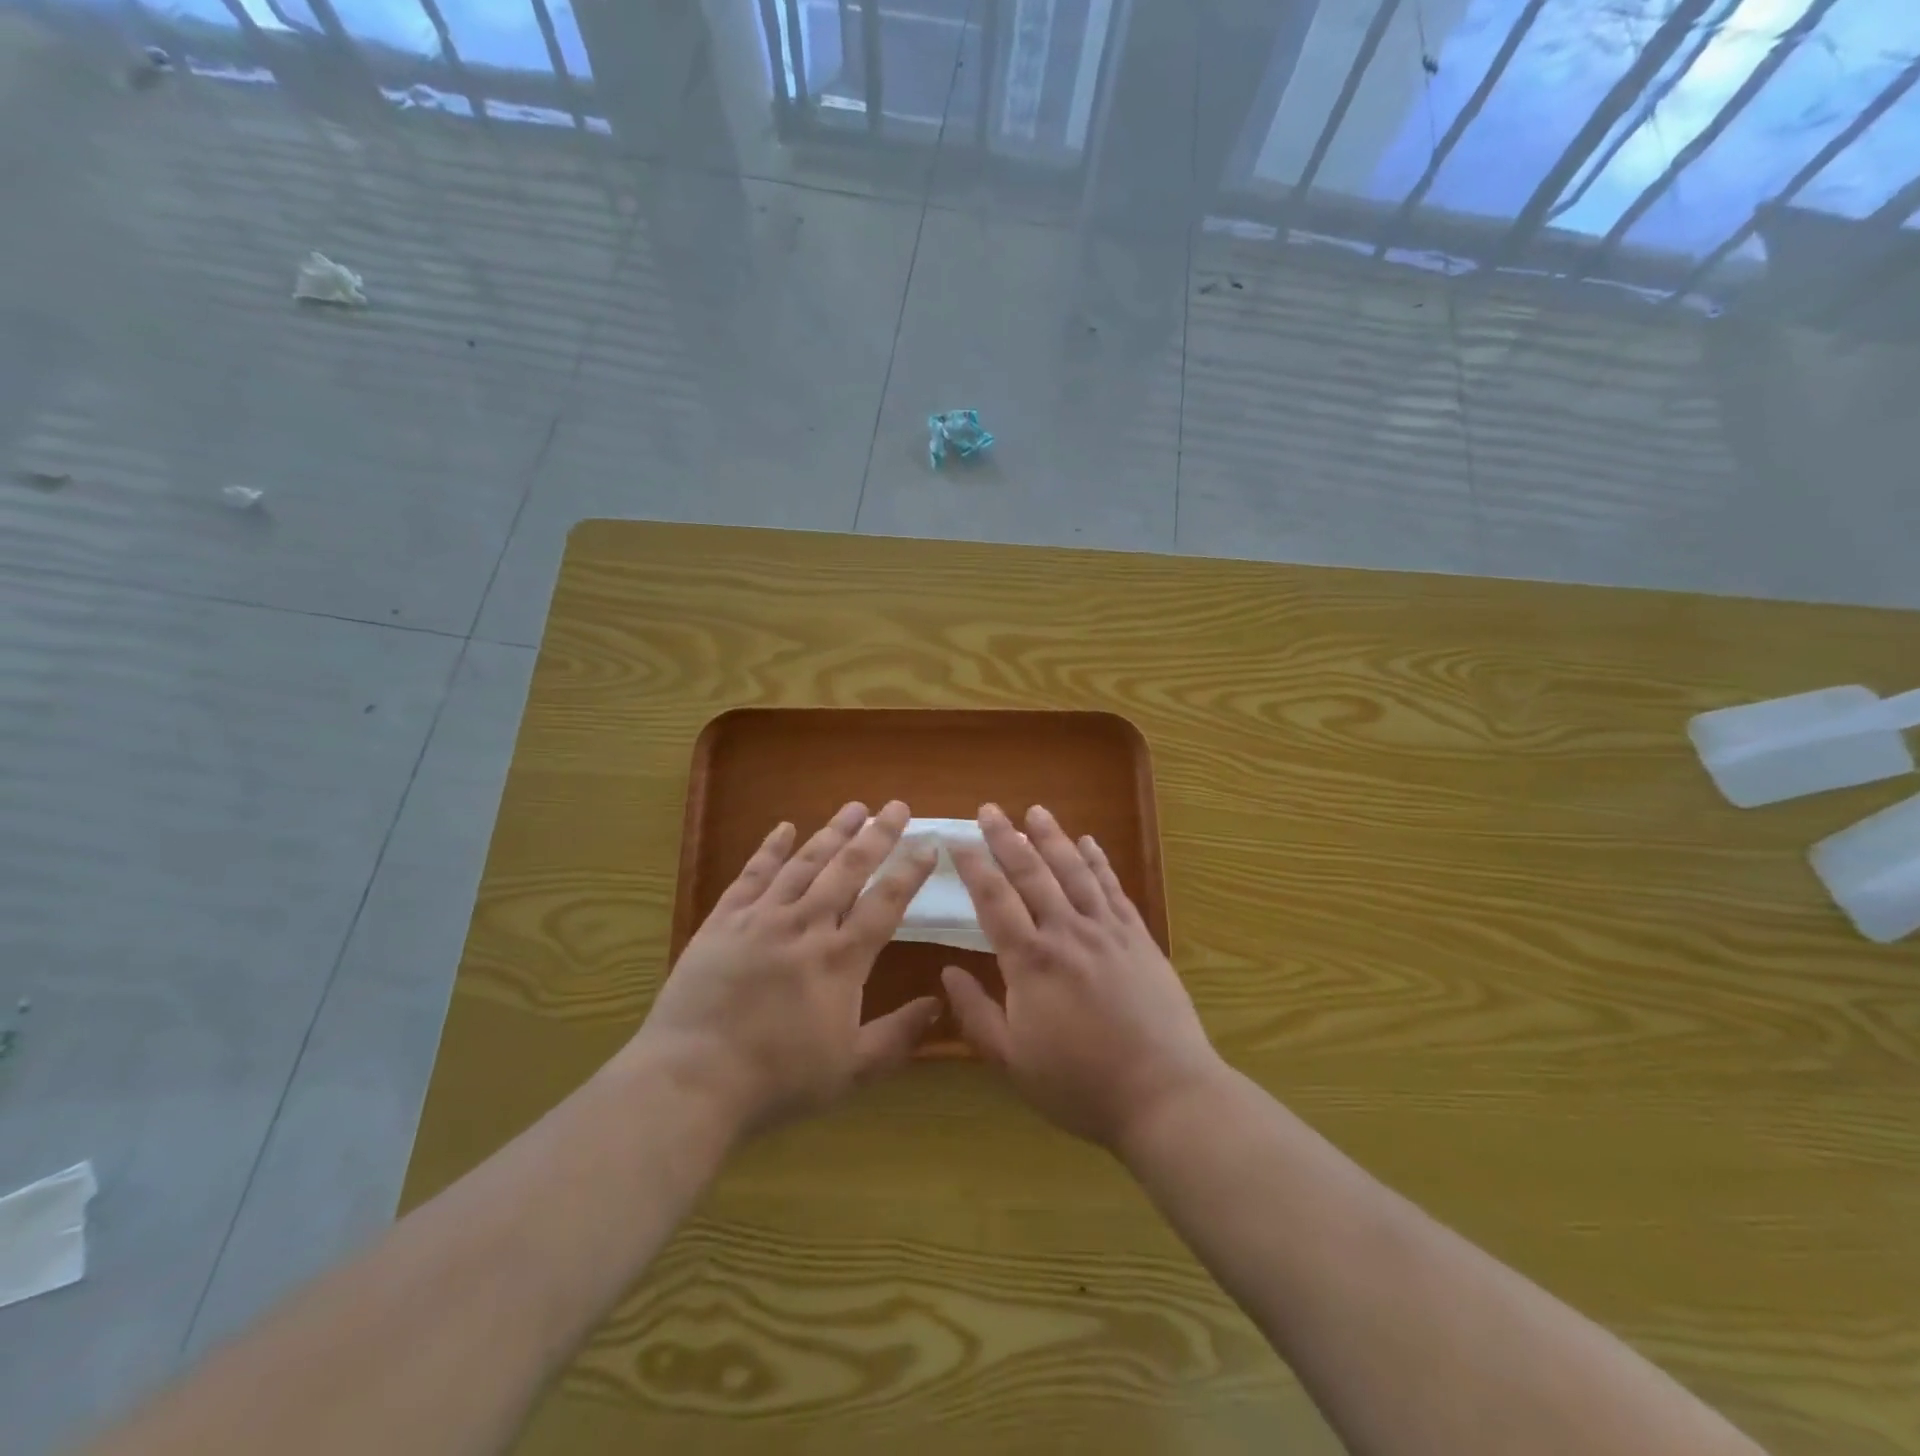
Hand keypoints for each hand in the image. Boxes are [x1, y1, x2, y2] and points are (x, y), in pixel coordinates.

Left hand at [627, 800, 941, 1135]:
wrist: (692, 1079)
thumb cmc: (777, 1079)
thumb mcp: (851, 1070)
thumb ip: (898, 1036)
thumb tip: (938, 1004)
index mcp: (841, 959)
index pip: (886, 902)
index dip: (910, 871)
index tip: (929, 843)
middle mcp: (806, 925)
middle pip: (848, 869)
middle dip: (877, 835)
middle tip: (896, 806)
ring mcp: (762, 918)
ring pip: (805, 863)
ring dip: (832, 832)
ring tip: (855, 807)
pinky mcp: (724, 920)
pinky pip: (752, 874)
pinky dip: (769, 848)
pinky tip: (784, 827)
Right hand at [941, 803, 1224, 1149]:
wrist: (1164, 1094)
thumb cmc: (1081, 1084)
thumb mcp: (1013, 1062)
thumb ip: (977, 1014)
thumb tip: (947, 972)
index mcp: (1031, 961)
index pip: (994, 900)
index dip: (973, 866)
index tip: (957, 840)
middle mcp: (1066, 932)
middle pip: (1031, 873)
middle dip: (1006, 838)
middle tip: (989, 809)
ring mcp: (1107, 930)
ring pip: (1074, 871)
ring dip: (1052, 837)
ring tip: (1035, 811)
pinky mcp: (1138, 937)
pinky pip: (1113, 888)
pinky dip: (1099, 861)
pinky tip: (1089, 842)